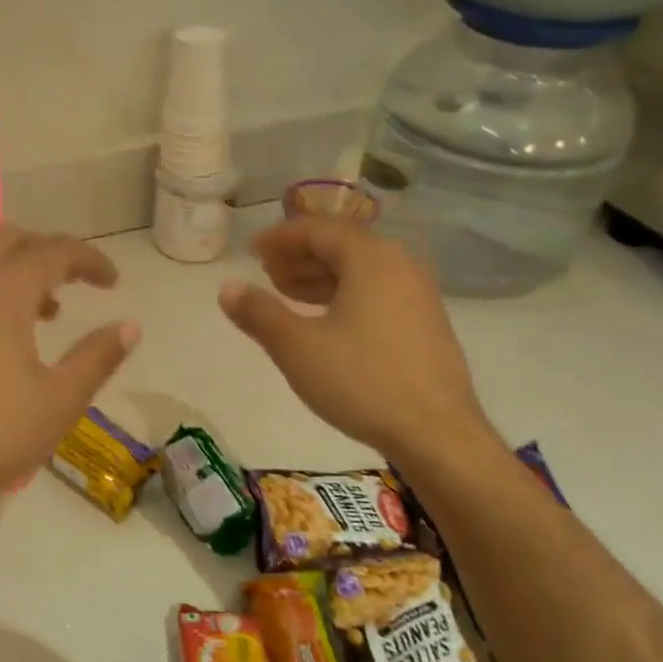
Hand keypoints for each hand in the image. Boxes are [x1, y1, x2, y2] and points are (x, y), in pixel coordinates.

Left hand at [0, 225, 138, 510]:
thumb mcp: (59, 401)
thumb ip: (97, 358)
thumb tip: (130, 326)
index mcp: (2, 294)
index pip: (53, 251)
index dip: (89, 259)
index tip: (113, 281)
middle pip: (8, 239)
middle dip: (47, 250)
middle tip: (76, 281)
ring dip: (16, 272)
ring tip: (46, 312)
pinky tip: (1, 340)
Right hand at [218, 216, 497, 468]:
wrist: (435, 432)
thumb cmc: (361, 381)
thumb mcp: (297, 348)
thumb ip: (259, 313)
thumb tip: (227, 287)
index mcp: (370, 258)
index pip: (318, 229)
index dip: (280, 238)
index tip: (250, 252)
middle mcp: (400, 265)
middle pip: (341, 246)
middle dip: (299, 257)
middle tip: (265, 275)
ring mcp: (418, 294)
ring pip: (360, 272)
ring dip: (319, 278)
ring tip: (286, 297)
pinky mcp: (424, 323)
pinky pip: (376, 293)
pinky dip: (343, 296)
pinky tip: (324, 323)